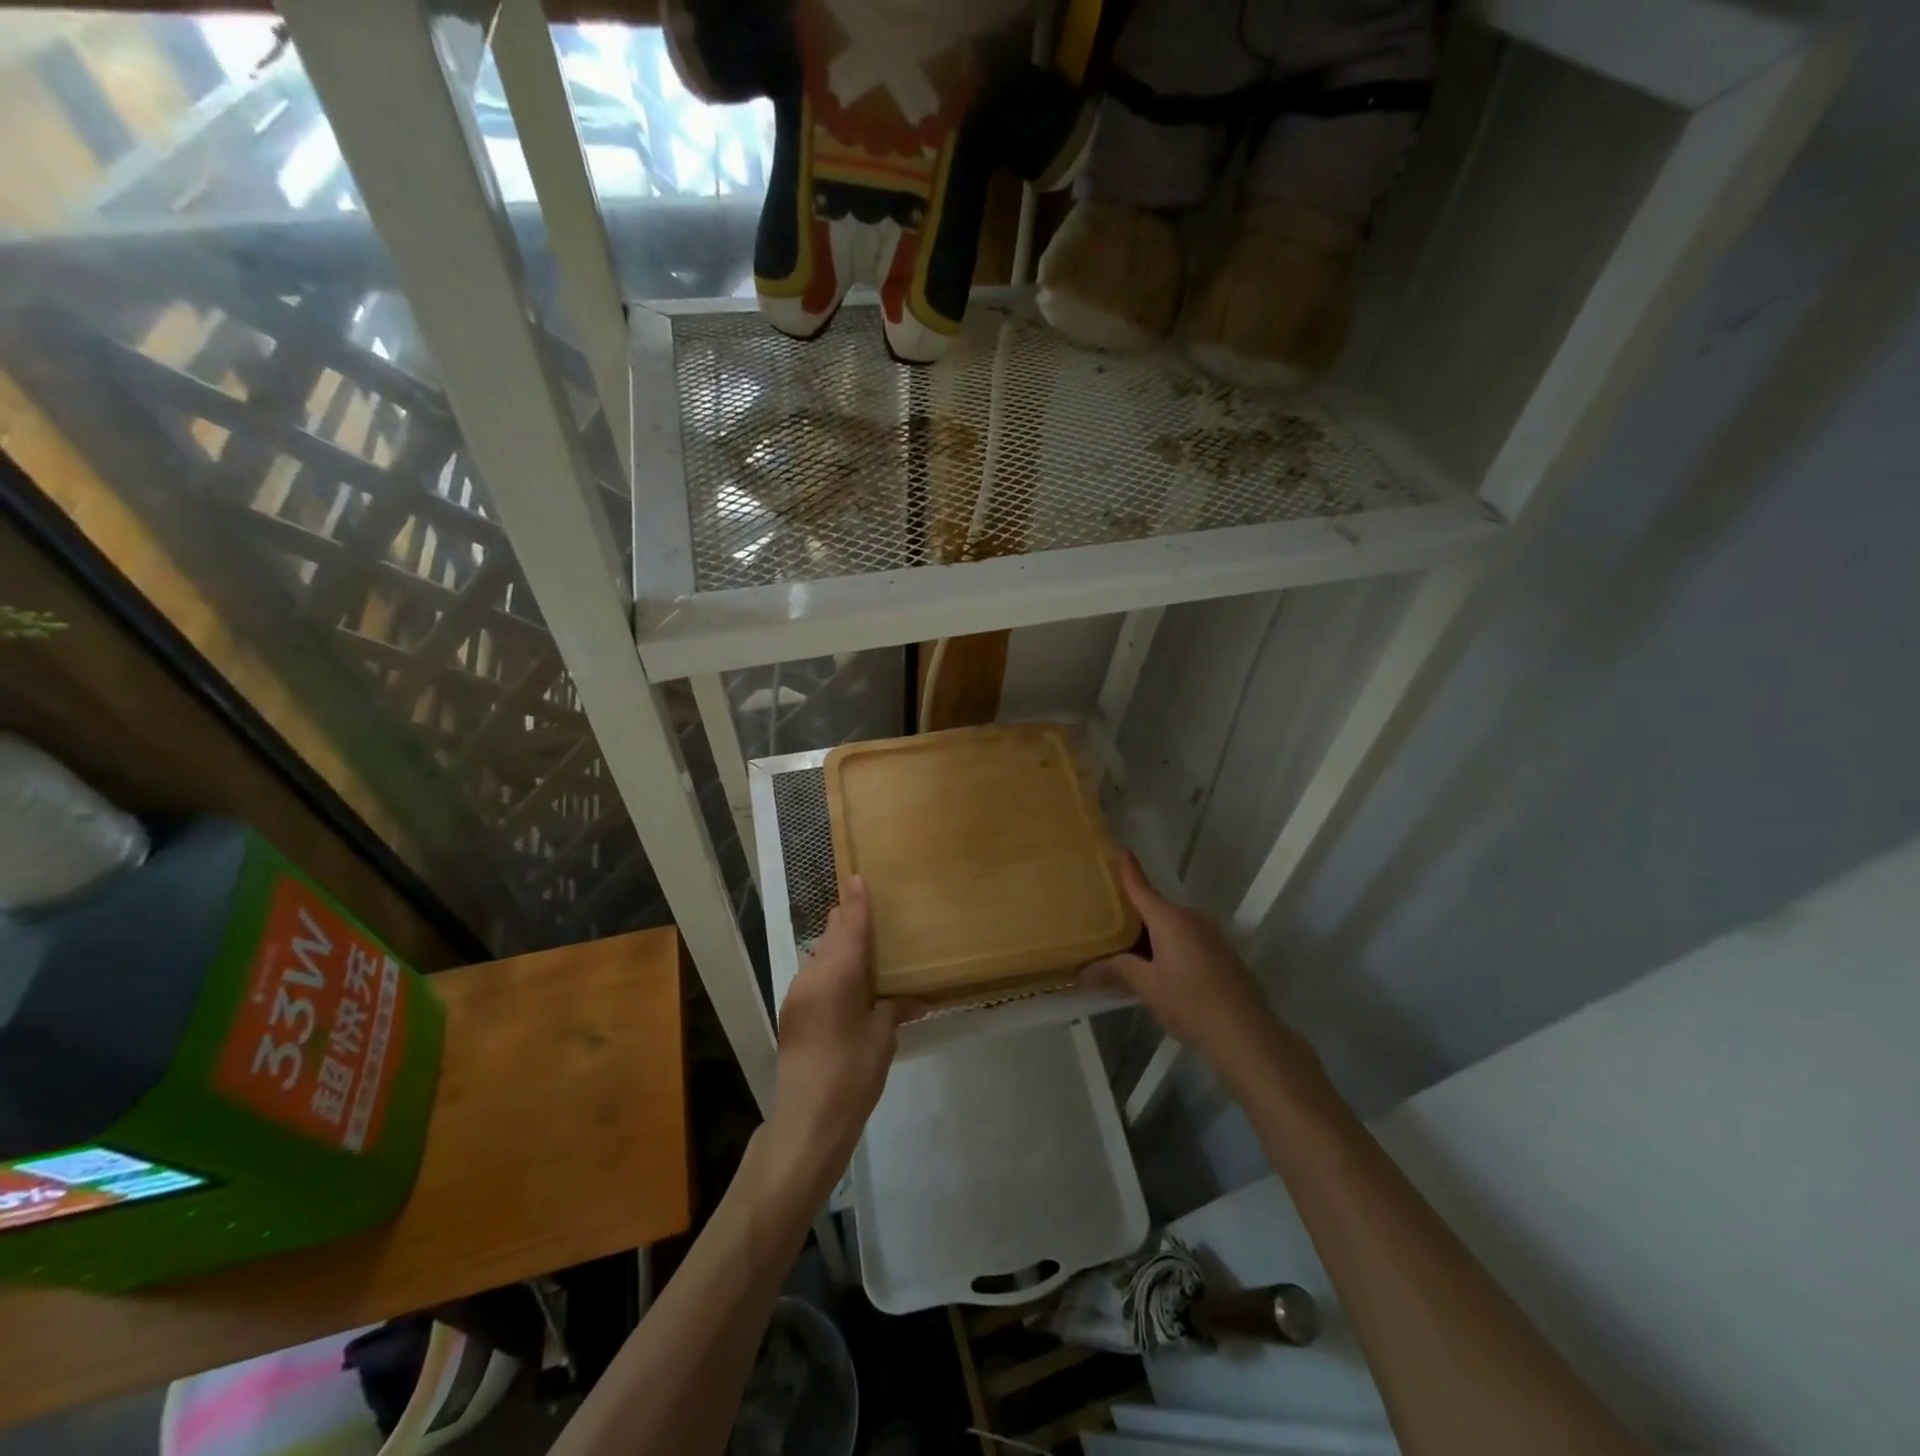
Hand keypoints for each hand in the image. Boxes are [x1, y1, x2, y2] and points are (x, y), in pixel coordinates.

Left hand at [765, 877, 910, 1203]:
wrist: (806, 1122)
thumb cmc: (852, 1075)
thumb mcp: (882, 1039)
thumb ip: (894, 1009)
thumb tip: (915, 998)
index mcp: (836, 976)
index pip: (850, 927)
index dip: (857, 902)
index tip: (859, 876)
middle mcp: (811, 977)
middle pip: (831, 936)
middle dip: (847, 920)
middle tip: (870, 908)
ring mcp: (797, 996)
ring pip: (820, 956)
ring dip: (839, 946)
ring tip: (864, 944)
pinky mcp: (792, 1015)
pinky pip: (814, 977)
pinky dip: (832, 969)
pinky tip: (849, 982)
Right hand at [1084, 854, 1312, 1082]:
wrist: (1245, 1033)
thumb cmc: (1190, 1001)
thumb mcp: (1146, 986)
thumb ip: (1116, 971)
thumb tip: (1084, 971)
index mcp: (1170, 918)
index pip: (1141, 887)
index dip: (1128, 869)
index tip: (1119, 850)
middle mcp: (1192, 918)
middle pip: (1155, 909)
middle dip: (1133, 916)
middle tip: (1107, 924)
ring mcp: (1211, 935)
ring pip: (1172, 927)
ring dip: (1152, 936)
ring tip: (1129, 952)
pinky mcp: (1222, 954)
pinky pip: (1187, 940)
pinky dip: (1170, 947)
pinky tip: (1160, 970)